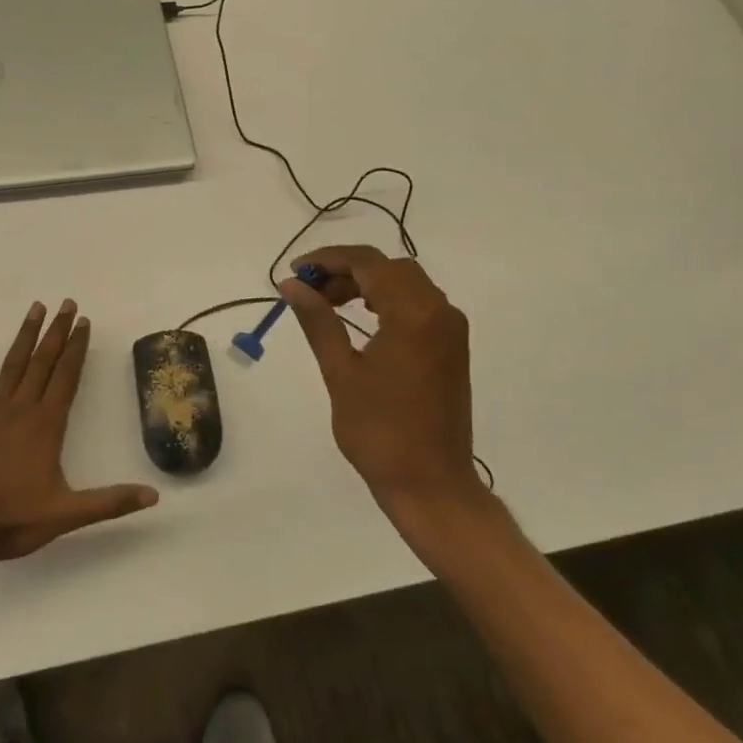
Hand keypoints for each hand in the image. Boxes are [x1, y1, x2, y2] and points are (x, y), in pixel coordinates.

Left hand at [0, 300, 157, 567]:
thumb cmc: (13, 520)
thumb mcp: (68, 515)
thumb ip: (111, 502)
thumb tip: (154, 496)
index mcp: (46, 427)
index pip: (67, 378)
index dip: (78, 349)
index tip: (85, 322)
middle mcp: (21, 411)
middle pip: (43, 363)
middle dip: (57, 332)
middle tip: (67, 303)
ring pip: (12, 367)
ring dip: (25, 337)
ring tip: (35, 308)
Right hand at [280, 247, 484, 521]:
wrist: (430, 482)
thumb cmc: (379, 431)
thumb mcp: (340, 372)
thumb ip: (317, 320)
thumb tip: (291, 285)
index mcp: (414, 314)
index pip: (368, 263)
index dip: (328, 259)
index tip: (296, 272)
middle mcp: (439, 311)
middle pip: (389, 267)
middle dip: (346, 270)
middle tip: (309, 290)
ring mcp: (450, 329)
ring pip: (405, 283)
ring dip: (367, 284)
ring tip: (327, 303)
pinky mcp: (451, 346)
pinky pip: (418, 304)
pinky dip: (387, 300)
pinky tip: (360, 318)